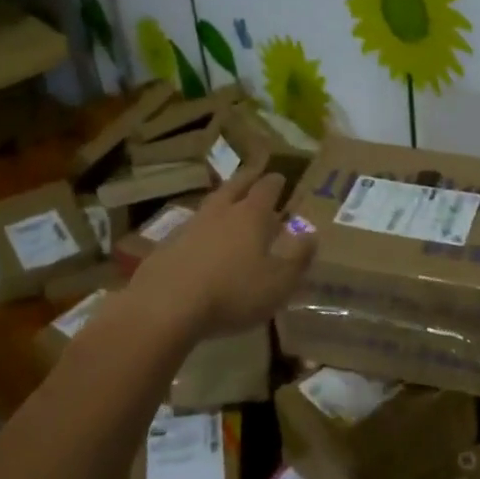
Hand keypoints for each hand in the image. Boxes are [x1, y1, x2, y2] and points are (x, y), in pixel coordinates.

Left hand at [122, 166, 316, 343]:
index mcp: (251, 216)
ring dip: (222, 199)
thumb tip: (312, 236)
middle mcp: (221, 213)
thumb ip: (298, 258)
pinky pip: (190, 227)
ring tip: (228, 201)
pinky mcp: (167, 246)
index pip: (266, 189)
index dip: (274, 182)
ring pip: (210, 204)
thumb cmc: (233, 292)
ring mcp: (190, 227)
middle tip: (254, 172)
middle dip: (247, 178)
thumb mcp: (278, 282)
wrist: (167, 306)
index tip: (280, 177)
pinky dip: (201, 227)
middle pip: (235, 187)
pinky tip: (201, 238)